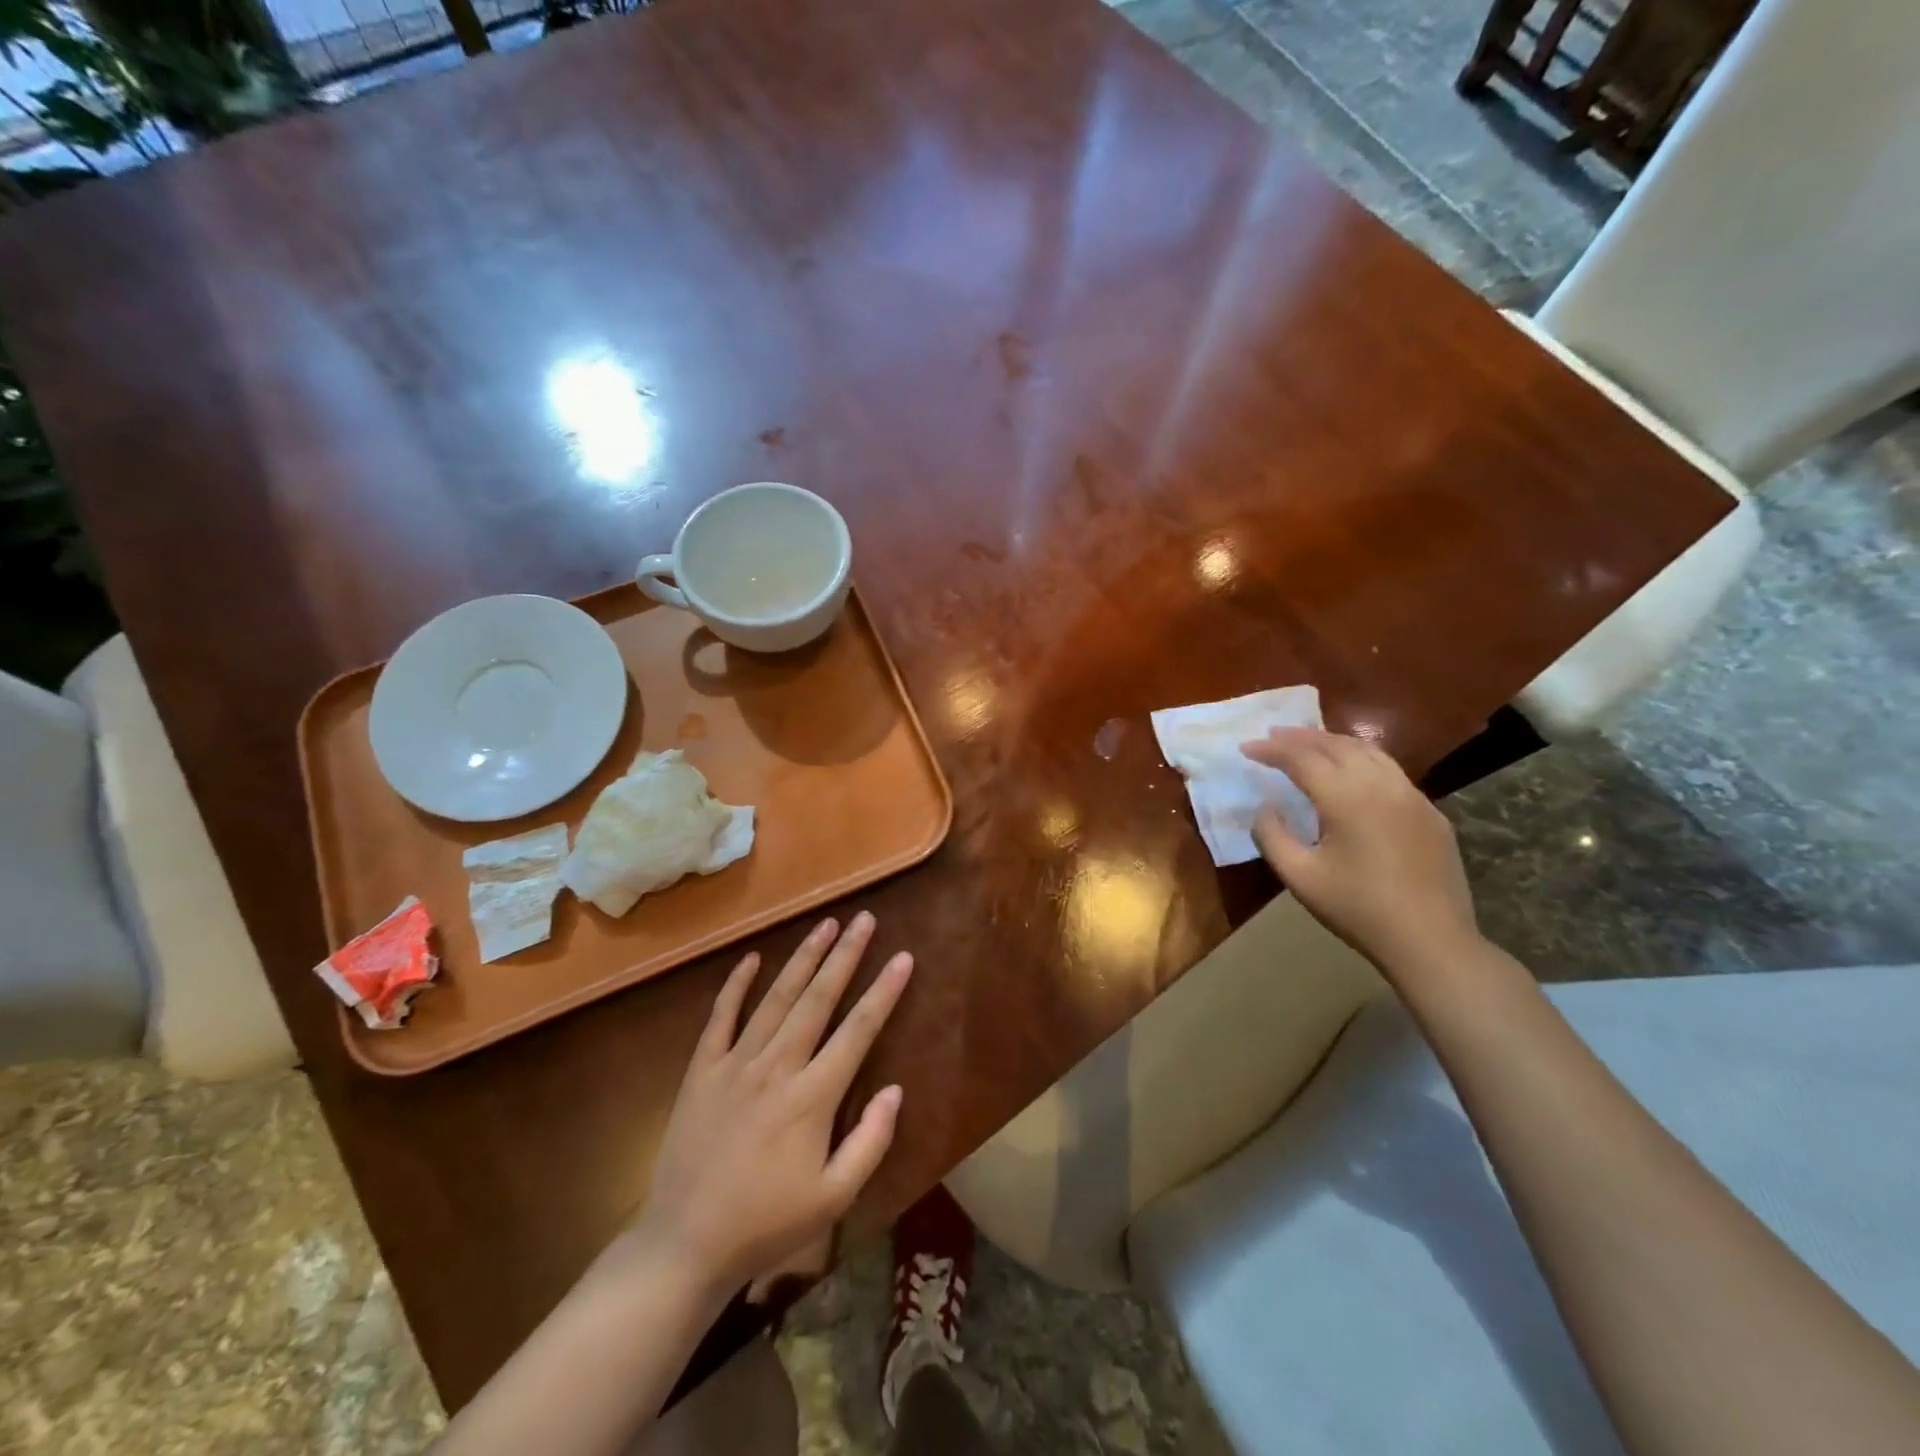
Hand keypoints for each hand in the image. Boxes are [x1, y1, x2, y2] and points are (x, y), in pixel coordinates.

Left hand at [632, 912, 912, 1298]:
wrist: (684, 1245)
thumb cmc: (766, 1224)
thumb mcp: (833, 1198)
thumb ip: (870, 1142)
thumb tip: (895, 1090)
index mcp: (812, 1097)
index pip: (858, 1030)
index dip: (884, 991)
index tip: (903, 957)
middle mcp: (777, 1067)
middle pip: (818, 999)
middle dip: (845, 955)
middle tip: (864, 919)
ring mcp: (735, 1064)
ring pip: (776, 998)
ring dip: (803, 958)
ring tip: (825, 925)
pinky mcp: (701, 1071)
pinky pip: (721, 1018)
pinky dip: (736, 985)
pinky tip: (752, 958)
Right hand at [1241, 728, 1479, 975]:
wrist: (1431, 941)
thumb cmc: (1358, 910)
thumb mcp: (1299, 877)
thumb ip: (1271, 836)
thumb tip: (1266, 807)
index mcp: (1347, 799)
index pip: (1301, 759)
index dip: (1271, 750)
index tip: (1246, 747)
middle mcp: (1382, 786)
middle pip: (1336, 745)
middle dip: (1301, 737)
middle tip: (1273, 736)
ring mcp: (1412, 797)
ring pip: (1369, 752)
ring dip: (1333, 742)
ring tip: (1309, 744)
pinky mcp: (1431, 813)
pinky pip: (1391, 772)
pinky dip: (1362, 760)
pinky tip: (1352, 774)